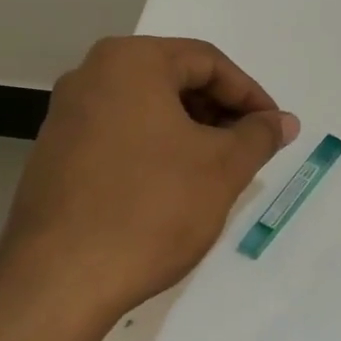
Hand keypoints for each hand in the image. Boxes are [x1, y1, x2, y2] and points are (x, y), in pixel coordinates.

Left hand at [0, 36, 297, 314]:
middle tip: (250, 148)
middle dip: (220, 112)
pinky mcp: (57, 154)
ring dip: (192, 132)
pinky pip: (122, 134)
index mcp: (131, 63)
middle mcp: (91, 76)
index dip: (250, 94)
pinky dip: (159, 149)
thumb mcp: (223, 167)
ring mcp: (67, 116)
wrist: (62, 279)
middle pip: (175, 79)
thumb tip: (283, 121)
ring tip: (220, 171)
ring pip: (148, 109)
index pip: (208, 62)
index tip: (274, 129)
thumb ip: (259, 135)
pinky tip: (177, 187)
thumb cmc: (153, 208)